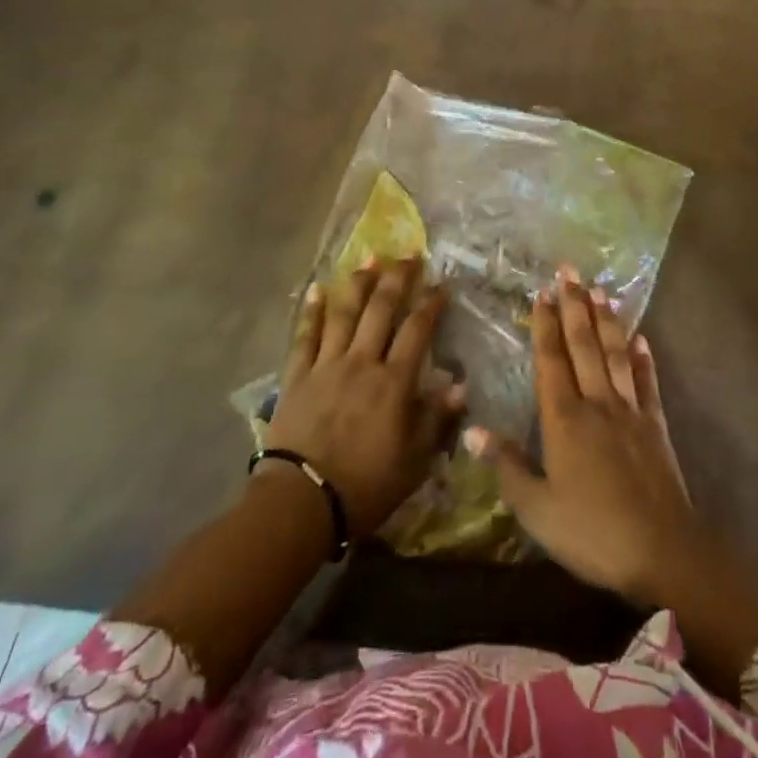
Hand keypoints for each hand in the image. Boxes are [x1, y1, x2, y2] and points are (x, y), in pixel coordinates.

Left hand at [264, 257, 465, 536]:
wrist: (301, 502)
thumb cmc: (365, 486)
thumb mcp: (414, 462)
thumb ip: (436, 420)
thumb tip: (459, 385)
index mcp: (393, 382)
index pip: (417, 331)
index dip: (430, 304)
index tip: (441, 285)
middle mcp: (362, 362)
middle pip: (381, 310)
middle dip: (397, 279)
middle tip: (408, 255)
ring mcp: (327, 365)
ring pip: (345, 314)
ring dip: (358, 284)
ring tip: (369, 258)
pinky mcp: (297, 376)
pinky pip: (305, 336)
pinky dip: (311, 311)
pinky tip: (316, 289)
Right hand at [467, 267, 709, 606]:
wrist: (662, 552)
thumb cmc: (591, 532)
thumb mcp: (537, 510)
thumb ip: (507, 466)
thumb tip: (472, 430)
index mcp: (564, 419)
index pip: (551, 360)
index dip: (544, 325)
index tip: (541, 292)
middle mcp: (596, 403)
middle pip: (583, 345)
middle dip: (574, 305)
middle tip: (568, 270)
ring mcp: (630, 411)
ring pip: (614, 354)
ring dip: (606, 320)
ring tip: (599, 289)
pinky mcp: (655, 426)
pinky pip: (647, 383)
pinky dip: (643, 358)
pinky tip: (641, 338)